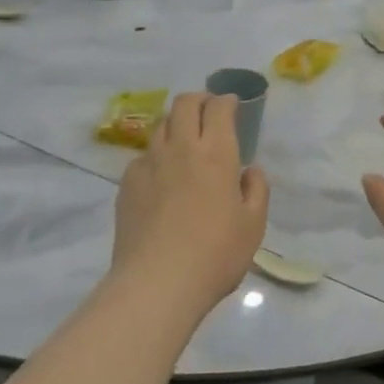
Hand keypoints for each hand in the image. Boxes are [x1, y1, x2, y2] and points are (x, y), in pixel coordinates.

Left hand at [113, 93, 269, 315]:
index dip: (226, 100)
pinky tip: (162, 176)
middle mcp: (181, 149)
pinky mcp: (127, 185)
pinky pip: (143, 157)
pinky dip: (156, 156)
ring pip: (161, 126)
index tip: (232, 104)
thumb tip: (249, 170)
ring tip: (185, 140)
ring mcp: (149, 165)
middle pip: (184, 104)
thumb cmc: (215, 254)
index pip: (218, 108)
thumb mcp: (253, 225)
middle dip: (198, 99)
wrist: (157, 283)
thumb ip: (256, 190)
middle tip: (208, 110)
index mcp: (216, 153)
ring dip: (176, 124)